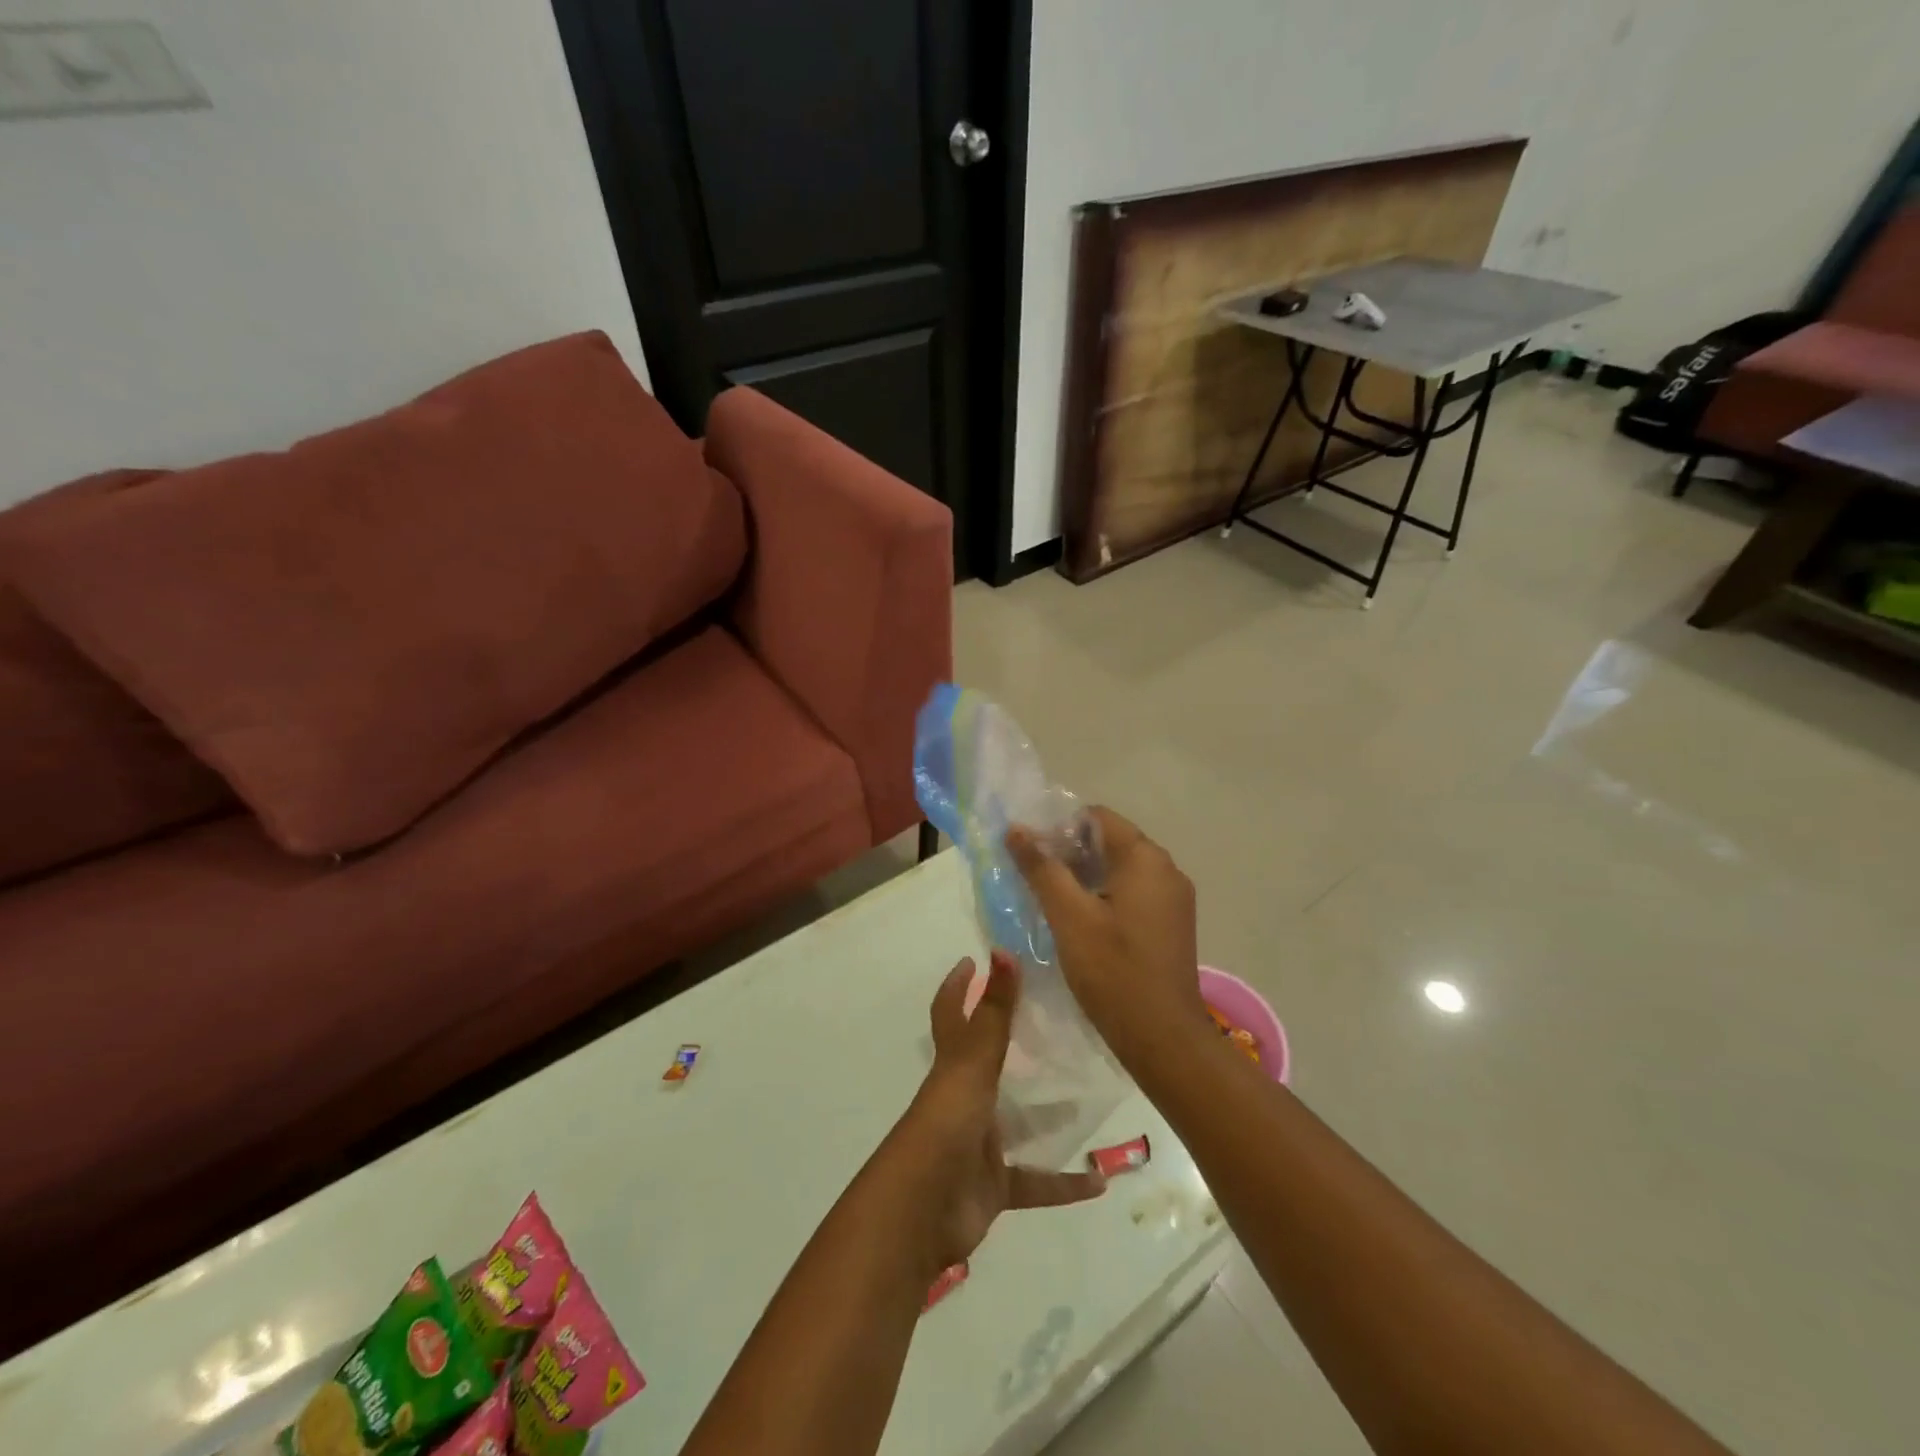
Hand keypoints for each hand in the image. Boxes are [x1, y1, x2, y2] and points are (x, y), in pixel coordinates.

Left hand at [892, 950, 1106, 1273]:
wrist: (922, 1212)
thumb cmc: (946, 1124)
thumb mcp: (974, 1063)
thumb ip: (993, 1011)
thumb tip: (1002, 949)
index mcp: (953, 1065)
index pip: (951, 1014)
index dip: (958, 987)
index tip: (973, 960)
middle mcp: (964, 1098)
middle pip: (988, 1063)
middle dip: (1013, 1044)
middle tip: (1055, 1021)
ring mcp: (978, 1143)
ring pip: (1017, 1121)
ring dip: (1048, 1113)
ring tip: (1089, 1094)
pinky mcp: (993, 1186)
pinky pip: (1035, 1182)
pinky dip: (1064, 1183)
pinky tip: (1099, 1182)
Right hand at [1006, 807, 1208, 1062]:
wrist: (1163, 1038)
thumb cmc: (1113, 972)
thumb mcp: (1068, 917)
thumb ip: (1041, 868)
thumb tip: (1016, 829)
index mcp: (1145, 858)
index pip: (1097, 817)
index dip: (1059, 828)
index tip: (1032, 855)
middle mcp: (1166, 868)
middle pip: (1110, 841)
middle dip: (1070, 853)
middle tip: (1034, 879)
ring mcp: (1174, 897)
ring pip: (1120, 869)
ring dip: (1085, 876)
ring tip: (1051, 901)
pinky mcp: (1172, 922)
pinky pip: (1133, 892)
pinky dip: (1105, 896)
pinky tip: (1081, 922)